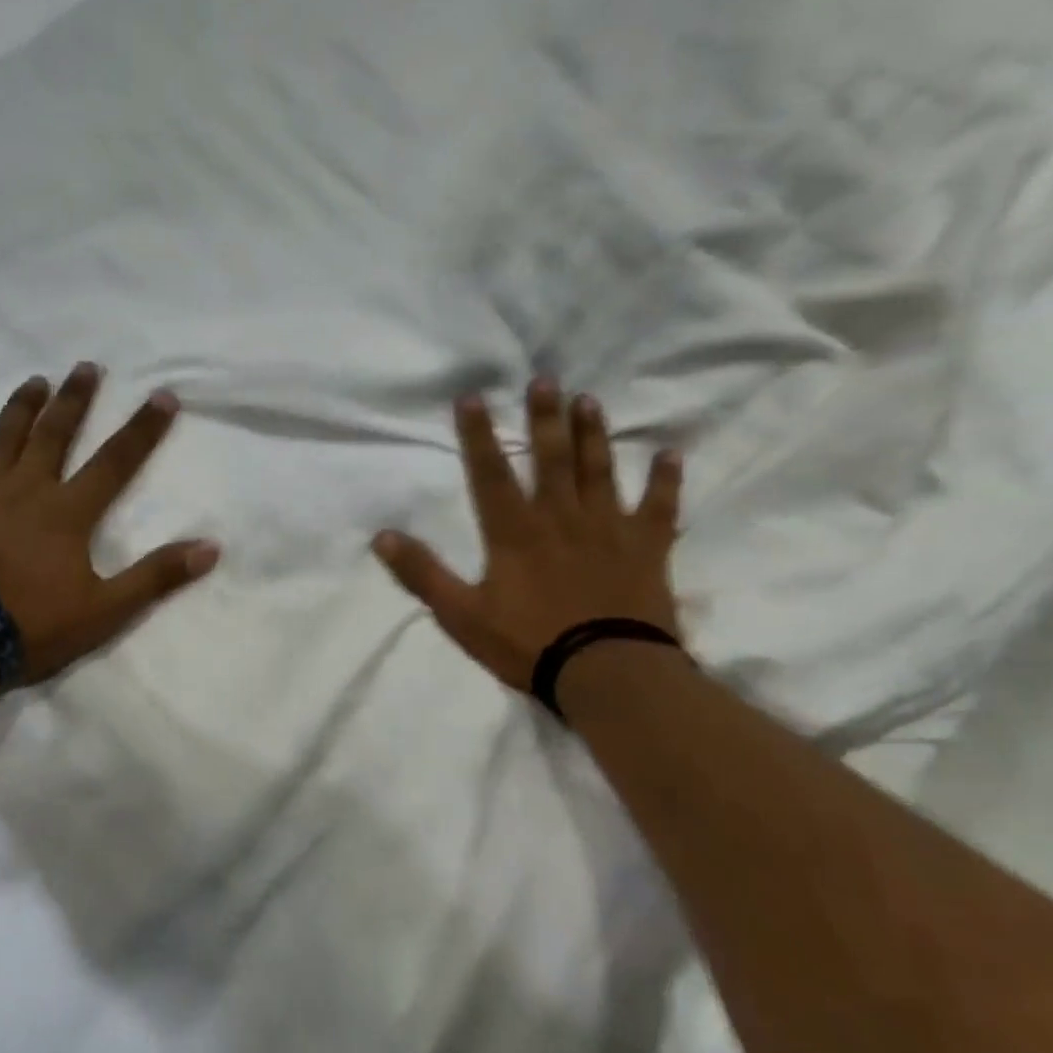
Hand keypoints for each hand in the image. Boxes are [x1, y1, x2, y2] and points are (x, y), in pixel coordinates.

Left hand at [0, 363, 219, 683]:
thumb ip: (156, 576)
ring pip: (4, 438)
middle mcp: (26, 489)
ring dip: (22, 408)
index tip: (162, 396)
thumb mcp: (106, 609)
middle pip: (55, 435)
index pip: (115, 461)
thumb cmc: (31, 623)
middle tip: (87, 367)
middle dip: (75, 400)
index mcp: (68, 512)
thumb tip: (210, 548)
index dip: (143, 429)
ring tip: (35, 380)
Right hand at [373, 379, 682, 691]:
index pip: (490, 473)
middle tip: (546, 379)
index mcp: (514, 532)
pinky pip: (659, 506)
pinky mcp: (647, 547)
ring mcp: (608, 528)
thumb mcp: (461, 615)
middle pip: (552, 458)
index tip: (472, 397)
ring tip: (589, 400)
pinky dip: (665, 480)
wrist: (607, 672)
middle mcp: (561, 517)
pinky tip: (671, 454)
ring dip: (594, 435)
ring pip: (600, 470)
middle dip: (545, 418)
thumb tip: (381, 537)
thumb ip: (423, 574)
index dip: (478, 435)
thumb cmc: (529, 643)